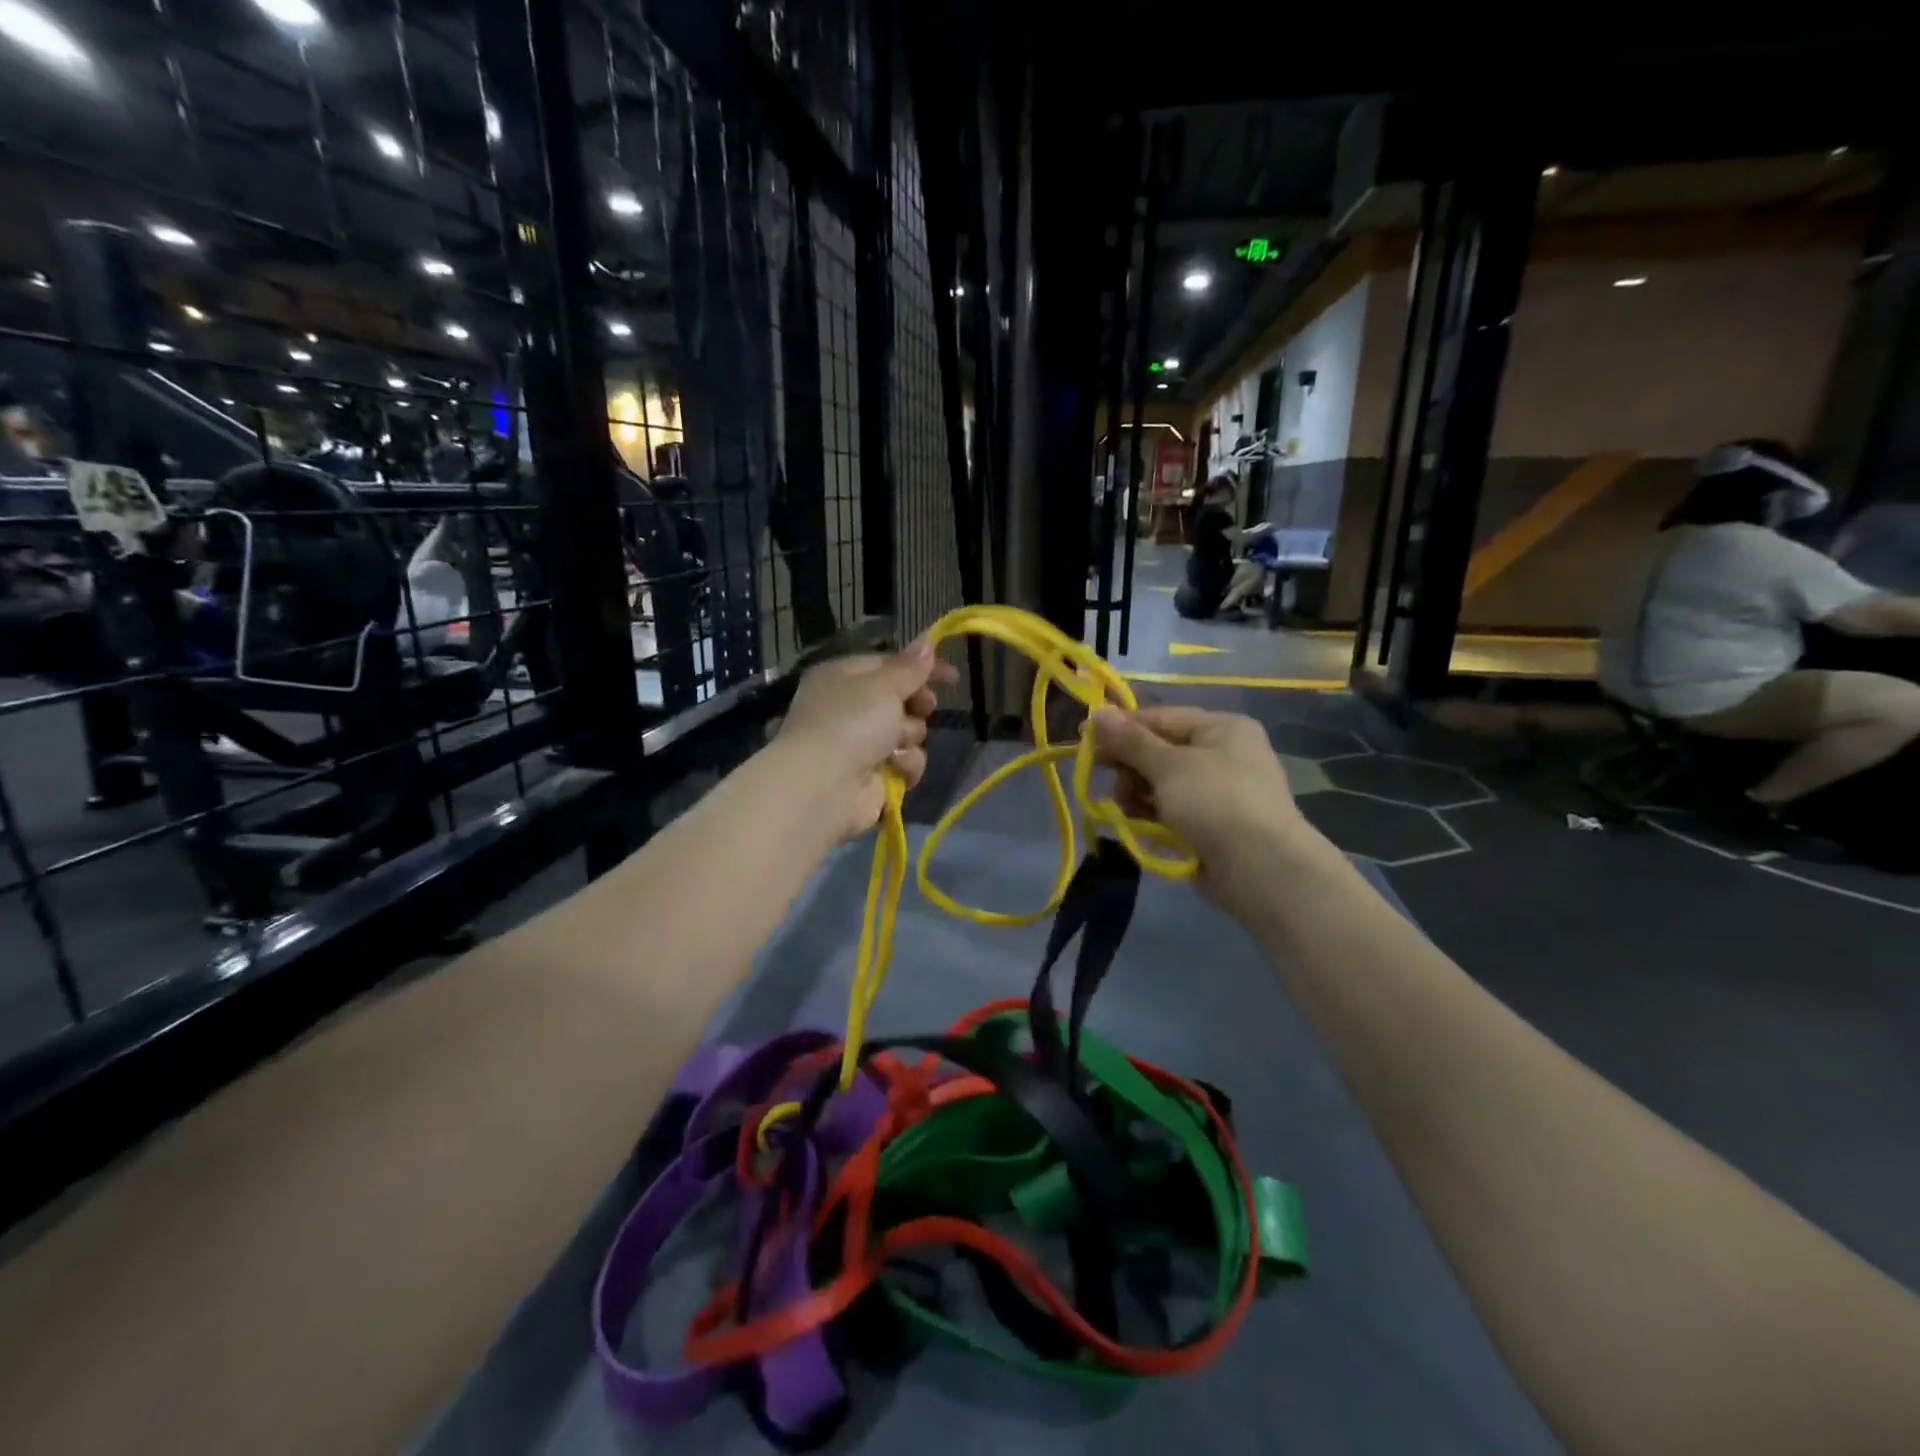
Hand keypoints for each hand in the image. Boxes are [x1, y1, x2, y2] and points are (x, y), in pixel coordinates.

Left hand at [777, 642, 957, 837]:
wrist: (824, 786)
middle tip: (923, 708)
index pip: (889, 664)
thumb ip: (910, 667)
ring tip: (897, 744)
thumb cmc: (850, 722)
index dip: (921, 668)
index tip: (952, 677)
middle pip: (901, 699)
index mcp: (843, 677)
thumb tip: (927, 642)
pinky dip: (905, 765)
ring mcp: (861, 744)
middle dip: (917, 705)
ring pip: (908, 733)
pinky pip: (905, 763)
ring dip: (910, 737)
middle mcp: (849, 708)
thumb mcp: (883, 685)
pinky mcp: (873, 775)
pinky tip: (896, 768)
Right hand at [1091, 704, 1322, 908]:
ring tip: (1129, 809)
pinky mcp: (1212, 824)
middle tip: (1112, 782)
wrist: (1261, 869)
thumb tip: (1096, 712)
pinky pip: (1173, 811)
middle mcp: (1223, 754)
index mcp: (1222, 728)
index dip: (1123, 728)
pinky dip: (1155, 816)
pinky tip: (1143, 827)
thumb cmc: (1215, 802)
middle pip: (1160, 751)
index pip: (1161, 718)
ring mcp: (1219, 792)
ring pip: (1162, 784)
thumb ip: (1130, 741)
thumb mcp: (1168, 766)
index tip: (1086, 741)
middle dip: (1132, 768)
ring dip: (1139, 795)